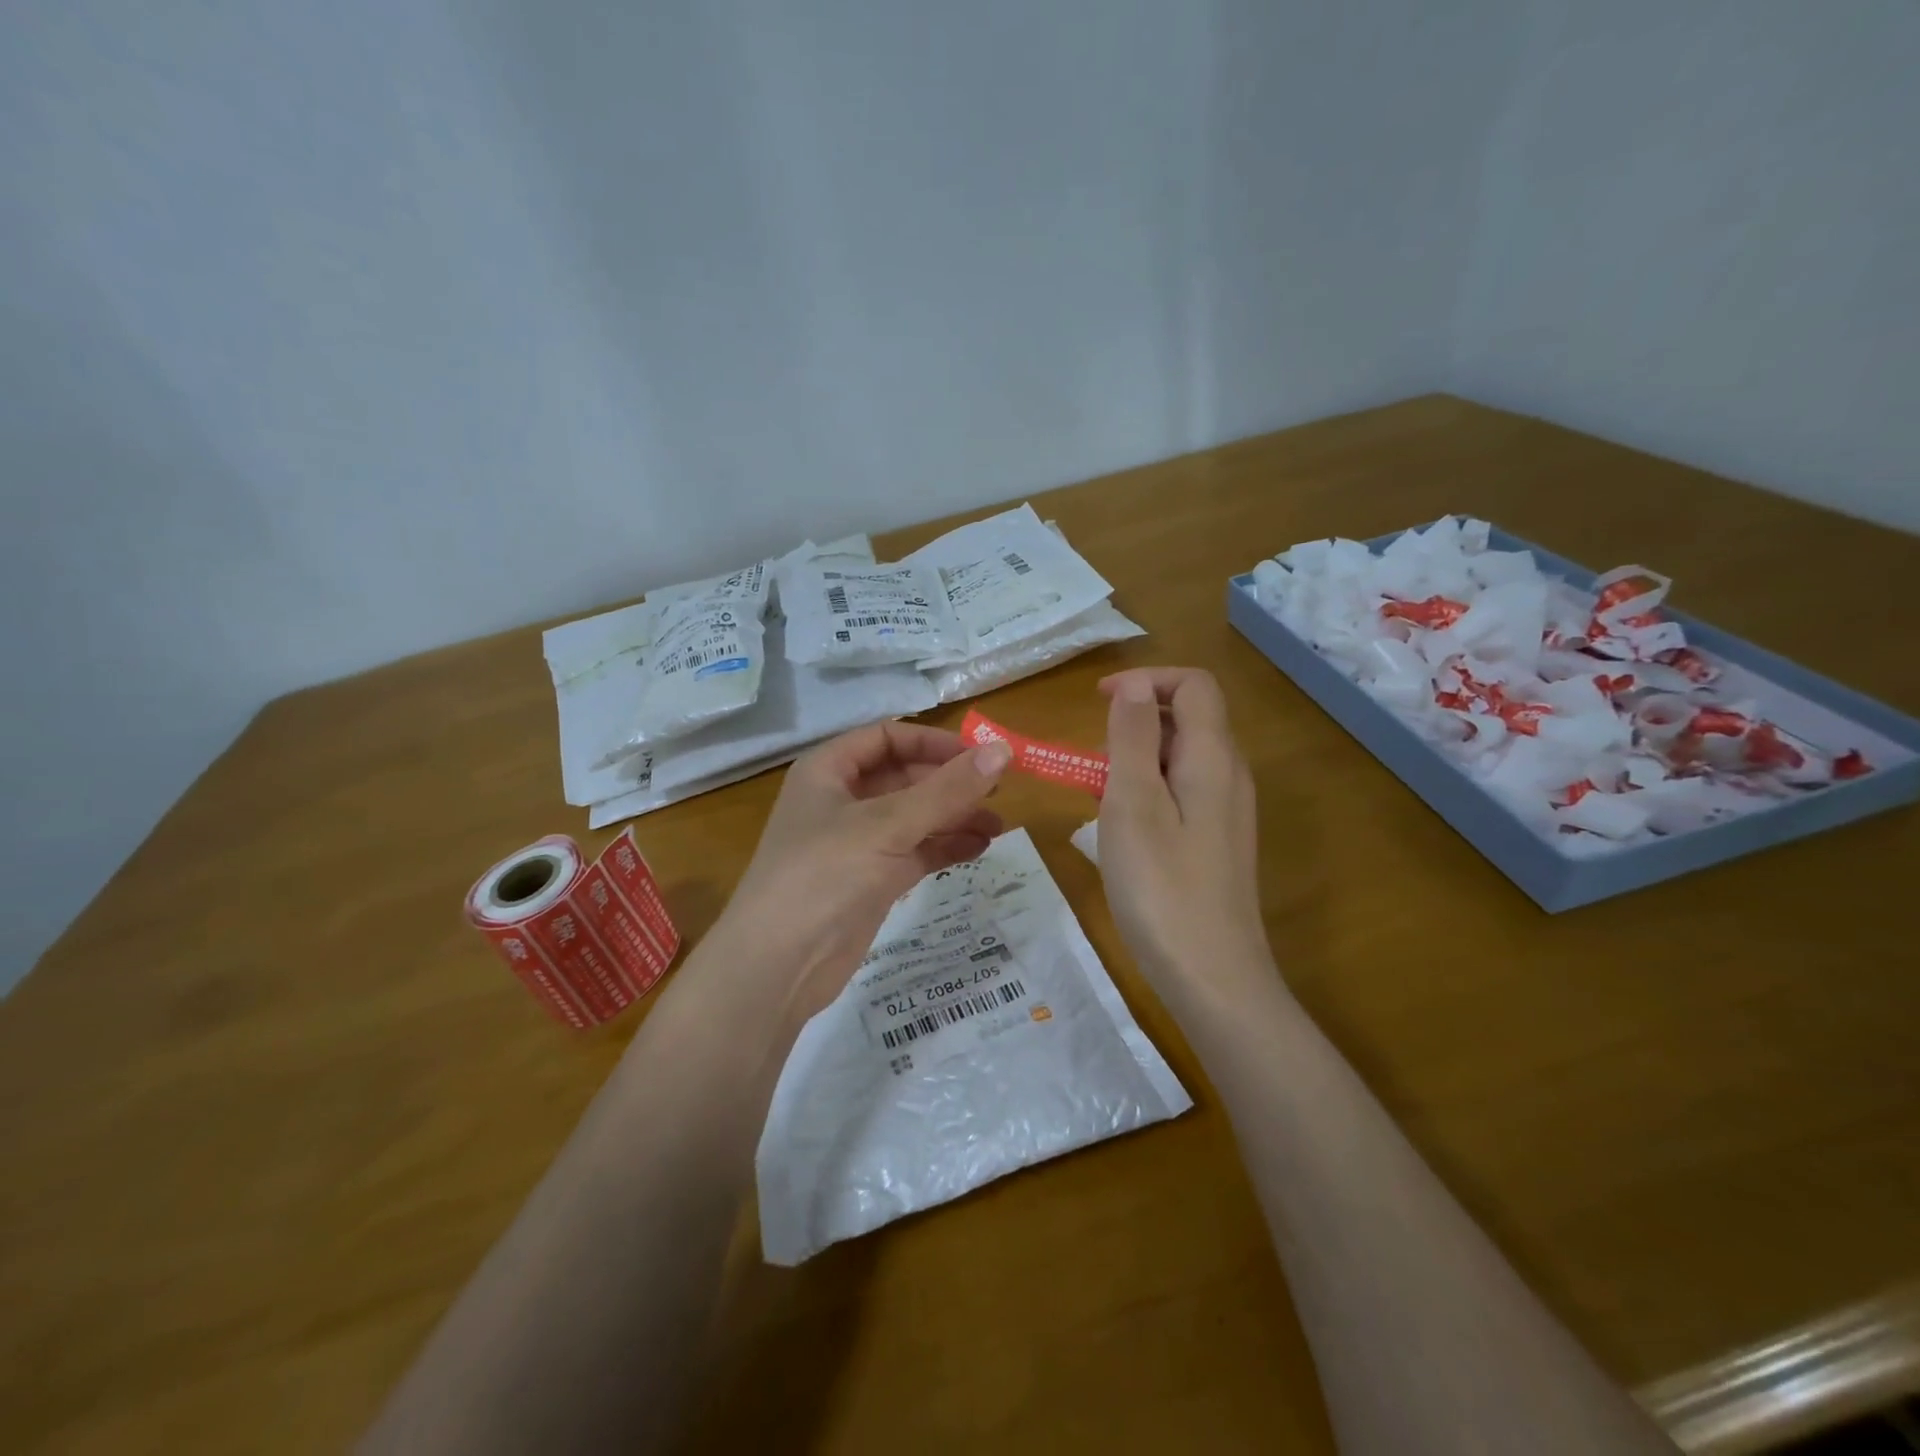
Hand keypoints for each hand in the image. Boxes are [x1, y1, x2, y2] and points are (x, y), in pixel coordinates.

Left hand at [714, 721, 1011, 1022]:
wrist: (778, 967)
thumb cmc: (823, 876)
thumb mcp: (886, 825)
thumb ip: (946, 790)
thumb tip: (1002, 751)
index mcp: (829, 771)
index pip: (888, 738)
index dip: (934, 743)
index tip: (980, 757)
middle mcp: (842, 800)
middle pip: (905, 777)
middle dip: (950, 783)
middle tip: (999, 792)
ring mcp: (857, 843)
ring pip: (914, 817)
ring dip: (954, 817)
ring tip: (998, 826)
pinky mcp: (871, 880)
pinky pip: (915, 852)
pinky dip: (944, 847)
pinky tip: (979, 848)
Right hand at [1097, 667, 1272, 1001]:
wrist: (1212, 978)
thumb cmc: (1162, 888)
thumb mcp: (1133, 805)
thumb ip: (1134, 738)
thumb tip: (1133, 686)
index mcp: (1213, 758)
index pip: (1194, 686)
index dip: (1145, 680)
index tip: (1096, 701)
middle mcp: (1230, 776)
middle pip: (1190, 719)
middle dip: (1136, 723)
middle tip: (1091, 761)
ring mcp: (1227, 812)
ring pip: (1182, 758)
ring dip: (1138, 759)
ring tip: (1098, 797)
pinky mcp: (1218, 843)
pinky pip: (1183, 793)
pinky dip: (1149, 790)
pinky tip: (1123, 831)